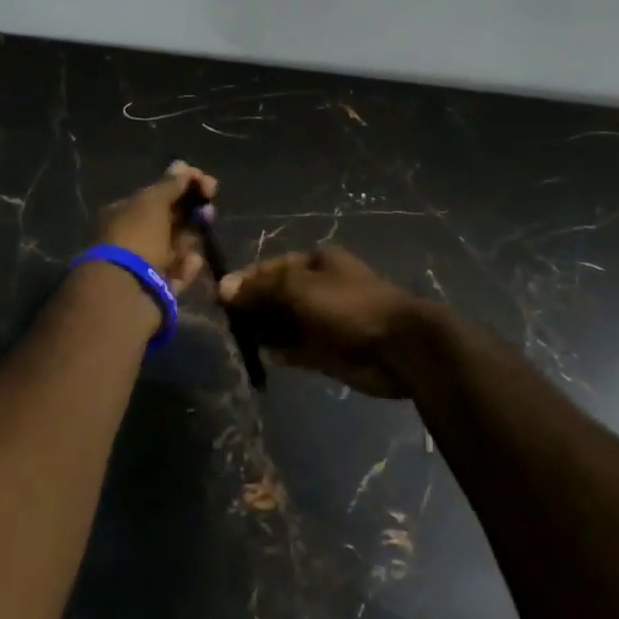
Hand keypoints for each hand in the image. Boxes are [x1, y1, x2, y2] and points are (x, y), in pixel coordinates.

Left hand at [92, 162, 217, 293]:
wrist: (126, 292)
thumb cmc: (137, 237)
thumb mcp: (152, 202)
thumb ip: (170, 184)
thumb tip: (181, 166)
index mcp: (123, 213)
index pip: (157, 195)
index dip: (182, 186)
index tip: (205, 182)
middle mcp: (131, 237)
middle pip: (168, 220)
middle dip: (191, 209)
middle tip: (209, 204)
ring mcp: (144, 265)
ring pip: (176, 245)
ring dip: (192, 235)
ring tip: (206, 227)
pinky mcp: (158, 289)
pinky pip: (178, 272)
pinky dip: (187, 266)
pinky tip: (193, 261)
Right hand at [217, 245, 424, 397]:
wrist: (398, 347)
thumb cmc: (347, 307)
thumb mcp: (298, 288)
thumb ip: (260, 289)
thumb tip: (222, 287)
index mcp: (316, 262)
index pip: (269, 268)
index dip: (245, 282)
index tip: (220, 299)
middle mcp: (319, 287)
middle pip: (275, 296)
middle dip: (254, 309)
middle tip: (230, 324)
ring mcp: (324, 319)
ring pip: (284, 323)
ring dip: (265, 332)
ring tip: (243, 341)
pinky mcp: (329, 349)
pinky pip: (297, 347)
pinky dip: (283, 351)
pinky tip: (268, 356)